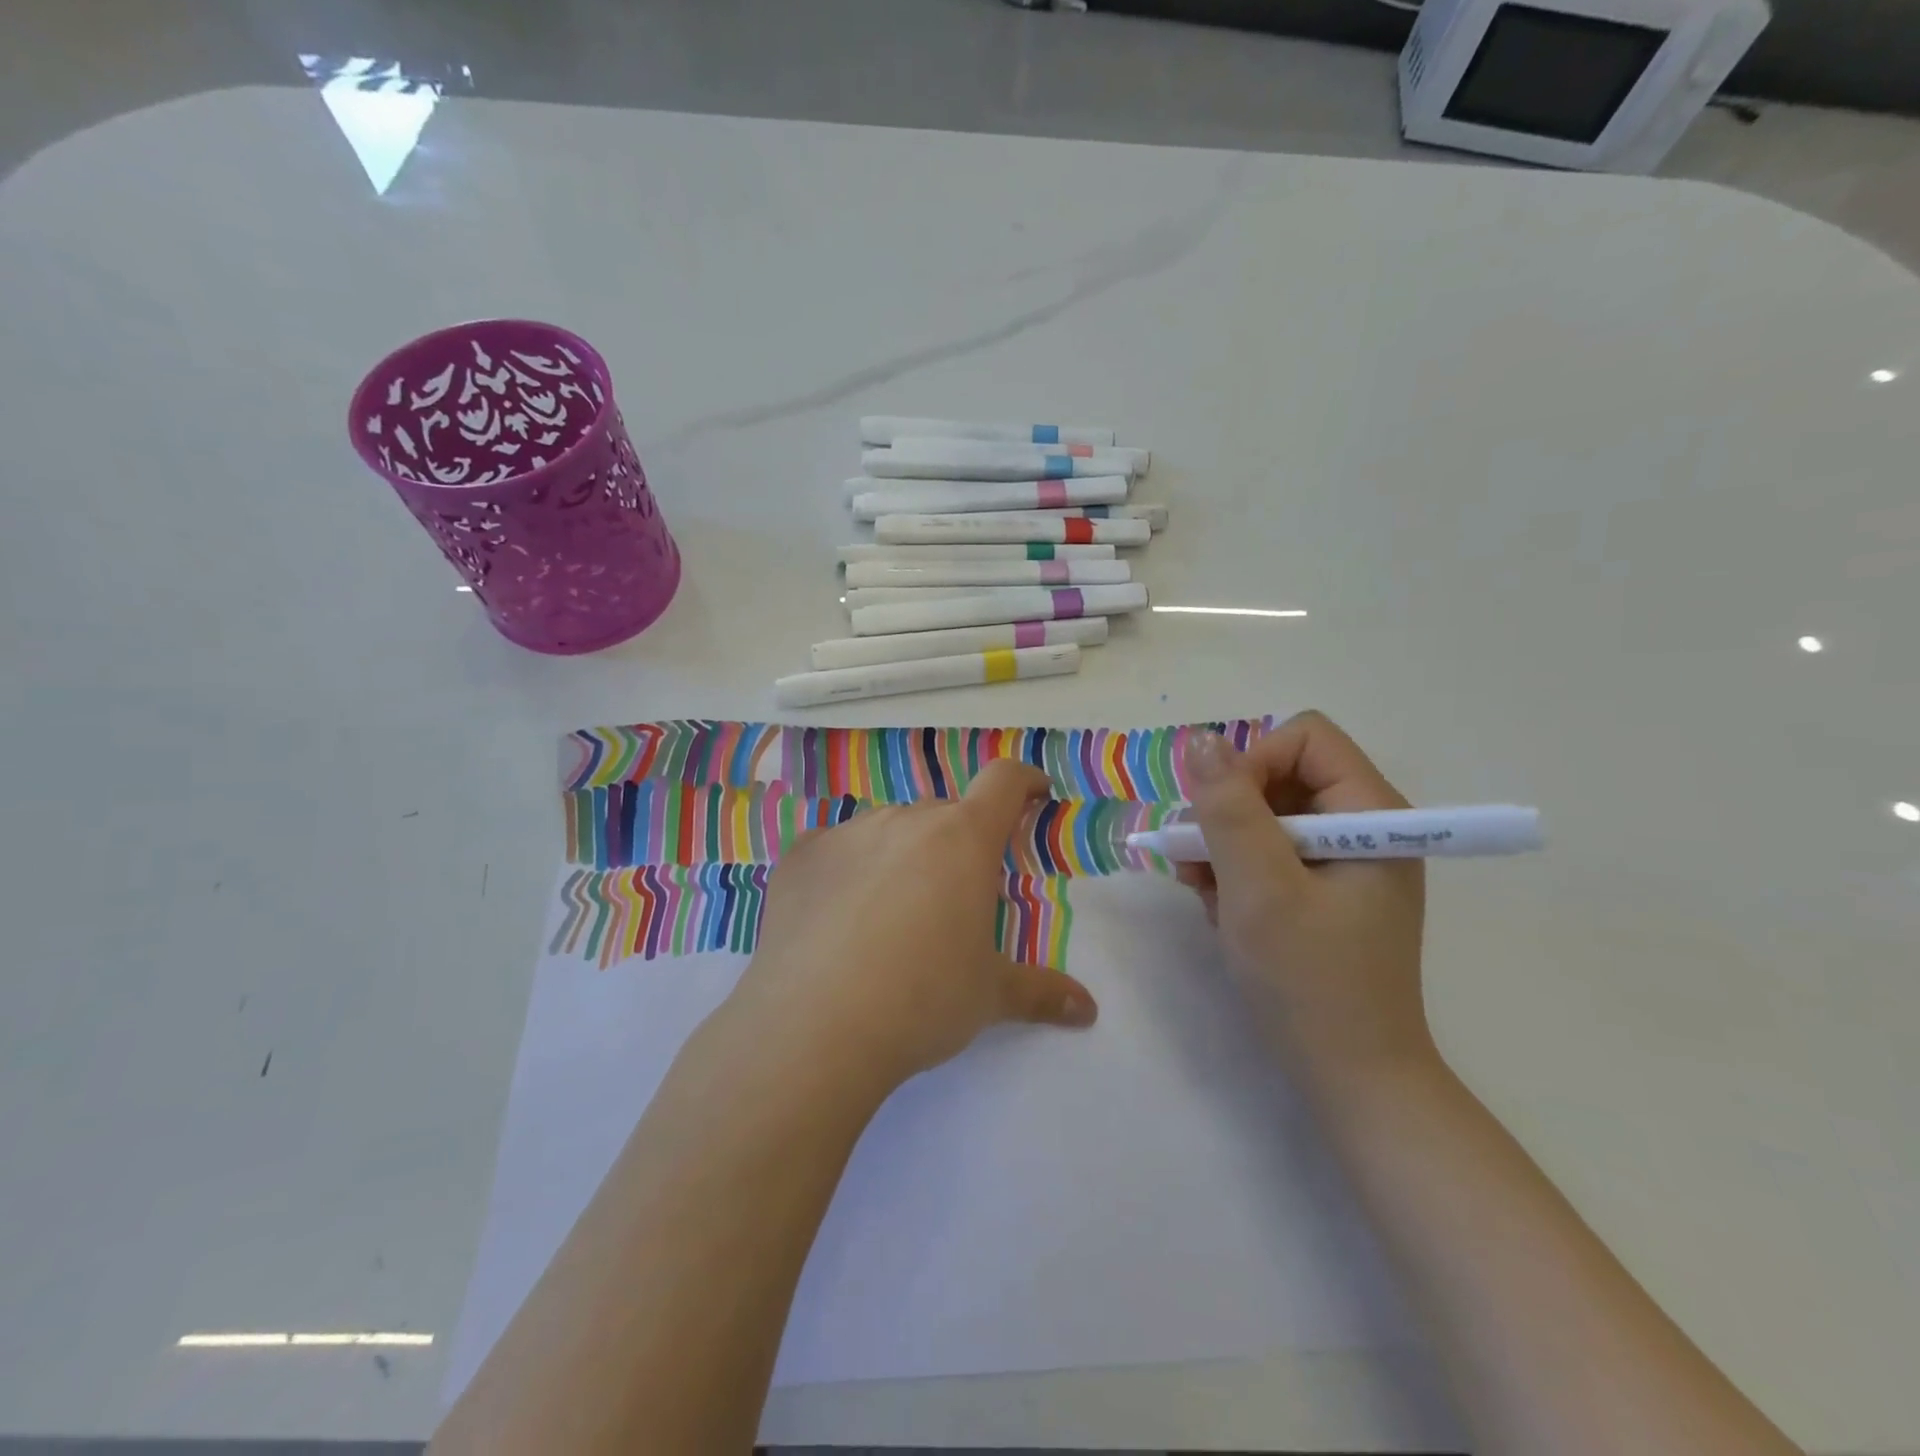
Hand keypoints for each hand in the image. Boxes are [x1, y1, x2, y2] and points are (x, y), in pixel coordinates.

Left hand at [730, 760, 1097, 1092]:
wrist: (813, 1027)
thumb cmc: (920, 1001)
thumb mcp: (989, 996)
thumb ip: (1041, 993)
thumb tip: (1088, 1010)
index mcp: (962, 839)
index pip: (1003, 782)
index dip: (1023, 782)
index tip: (1033, 795)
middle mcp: (905, 820)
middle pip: (943, 813)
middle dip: (958, 840)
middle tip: (955, 893)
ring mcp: (847, 833)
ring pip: (888, 828)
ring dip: (902, 853)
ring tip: (891, 912)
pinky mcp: (800, 856)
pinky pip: (835, 847)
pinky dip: (847, 868)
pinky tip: (836, 916)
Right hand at [1177, 712, 1432, 1091]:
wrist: (1351, 1080)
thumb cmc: (1309, 983)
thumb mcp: (1259, 889)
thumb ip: (1229, 810)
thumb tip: (1202, 740)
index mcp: (1371, 816)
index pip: (1305, 739)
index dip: (1252, 762)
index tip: (1219, 815)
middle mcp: (1362, 829)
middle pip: (1280, 776)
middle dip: (1228, 811)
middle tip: (1195, 859)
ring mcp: (1343, 863)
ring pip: (1265, 816)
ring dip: (1222, 845)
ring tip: (1200, 889)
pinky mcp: (1322, 892)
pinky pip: (1267, 854)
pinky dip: (1233, 872)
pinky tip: (1217, 907)